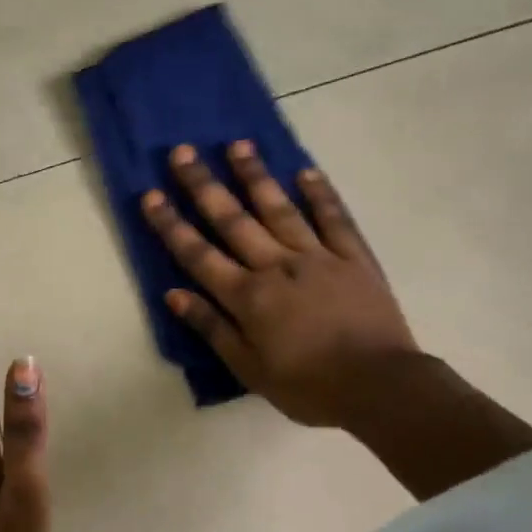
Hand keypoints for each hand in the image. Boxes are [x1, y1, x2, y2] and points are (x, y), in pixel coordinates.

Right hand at [142, 142, 421, 428]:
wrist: (380, 386)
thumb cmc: (308, 386)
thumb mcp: (249, 368)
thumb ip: (212, 328)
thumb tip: (174, 294)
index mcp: (248, 296)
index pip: (199, 255)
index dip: (171, 225)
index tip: (150, 195)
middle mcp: (277, 266)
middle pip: (234, 220)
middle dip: (204, 186)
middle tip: (183, 151)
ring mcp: (318, 257)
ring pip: (280, 208)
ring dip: (256, 176)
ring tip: (237, 144)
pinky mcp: (354, 258)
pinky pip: (334, 219)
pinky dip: (320, 194)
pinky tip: (305, 171)